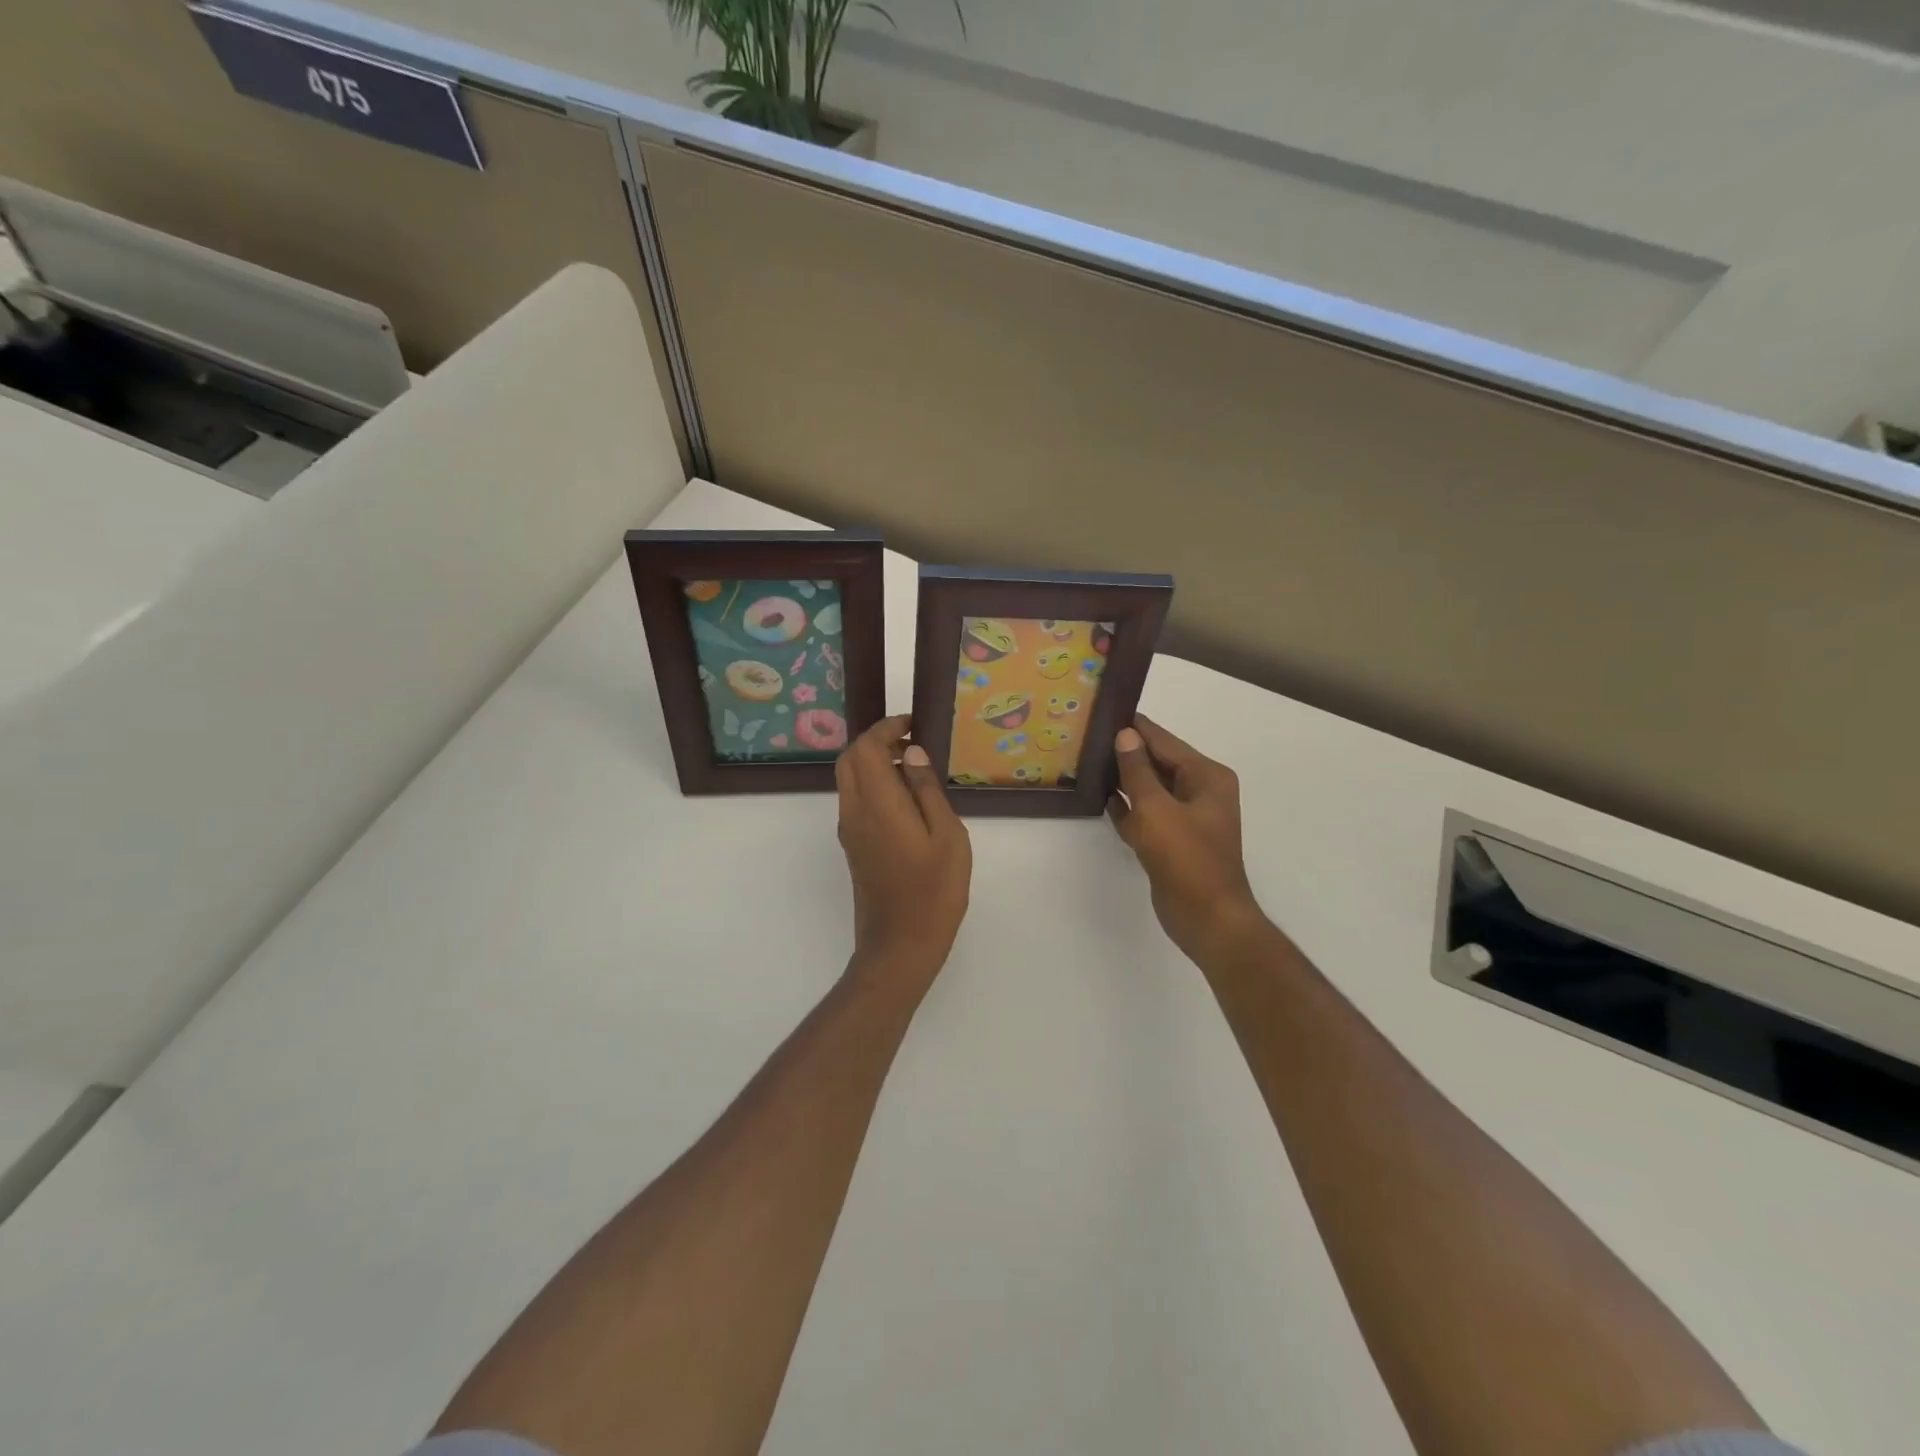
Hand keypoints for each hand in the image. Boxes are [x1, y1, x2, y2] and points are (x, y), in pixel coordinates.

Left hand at [836, 715, 971, 994]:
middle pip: (849, 759)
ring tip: (913, 768)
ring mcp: (850, 831)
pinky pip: (855, 801)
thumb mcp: (947, 836)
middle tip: (911, 743)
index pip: (865, 748)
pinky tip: (906, 799)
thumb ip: (926, 790)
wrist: (899, 947)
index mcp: (878, 804)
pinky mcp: (853, 848)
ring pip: (849, 780)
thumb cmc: (934, 892)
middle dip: (875, 742)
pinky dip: (873, 785)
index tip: (912, 724)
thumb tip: (912, 753)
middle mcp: (855, 812)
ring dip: (873, 763)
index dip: (885, 728)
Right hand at [1107, 716, 1266, 962]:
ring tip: (1089, 763)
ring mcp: (1187, 819)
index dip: (1136, 728)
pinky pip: (1147, 815)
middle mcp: (1201, 792)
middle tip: (1090, 737)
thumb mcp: (1156, 808)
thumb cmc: (1186, 857)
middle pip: (1159, 764)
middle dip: (1128, 754)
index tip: (1107, 711)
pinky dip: (1128, 809)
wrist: (1206, 918)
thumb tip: (1125, 735)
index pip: (1166, 742)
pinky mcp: (1173, 842)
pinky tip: (1103, 800)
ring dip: (1125, 781)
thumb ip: (1137, 771)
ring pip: (1151, 790)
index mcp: (1207, 777)